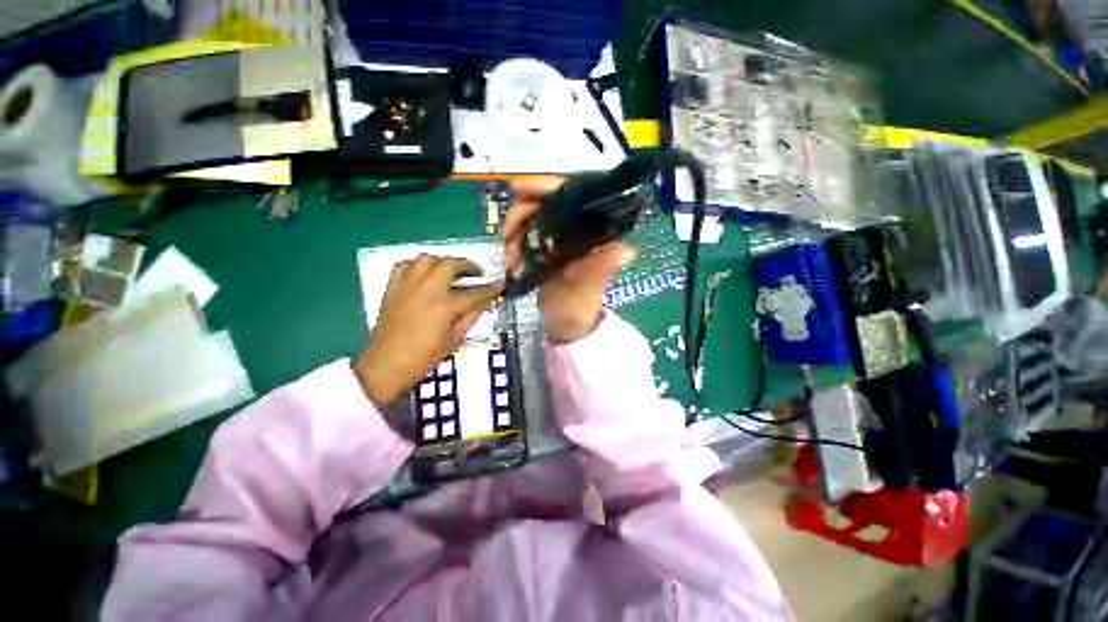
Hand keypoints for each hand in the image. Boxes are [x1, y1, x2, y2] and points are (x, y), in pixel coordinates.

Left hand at [354, 255, 501, 404]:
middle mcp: (426, 290)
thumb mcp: (453, 340)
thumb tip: (485, 304)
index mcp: (443, 306)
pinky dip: (417, 266)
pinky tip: (424, 274)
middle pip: (449, 265)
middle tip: (476, 272)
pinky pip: (404, 265)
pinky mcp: (392, 289)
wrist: (385, 365)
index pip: (474, 294)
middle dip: (467, 265)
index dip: (490, 289)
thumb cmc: (423, 358)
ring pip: (426, 259)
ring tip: (450, 271)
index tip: (500, 284)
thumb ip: (470, 317)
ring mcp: (407, 287)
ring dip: (443, 261)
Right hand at [504, 177, 633, 343]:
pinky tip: (511, 263)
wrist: (567, 325)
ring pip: (529, 219)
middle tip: (508, 235)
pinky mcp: (543, 251)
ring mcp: (556, 239)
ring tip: (511, 258)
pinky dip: (512, 246)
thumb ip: (601, 268)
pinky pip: (522, 238)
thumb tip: (627, 251)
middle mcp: (574, 229)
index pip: (571, 194)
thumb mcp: (590, 287)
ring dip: (514, 234)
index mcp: (592, 232)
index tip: (518, 188)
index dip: (545, 186)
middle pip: (543, 203)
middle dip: (521, 215)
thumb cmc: (582, 305)